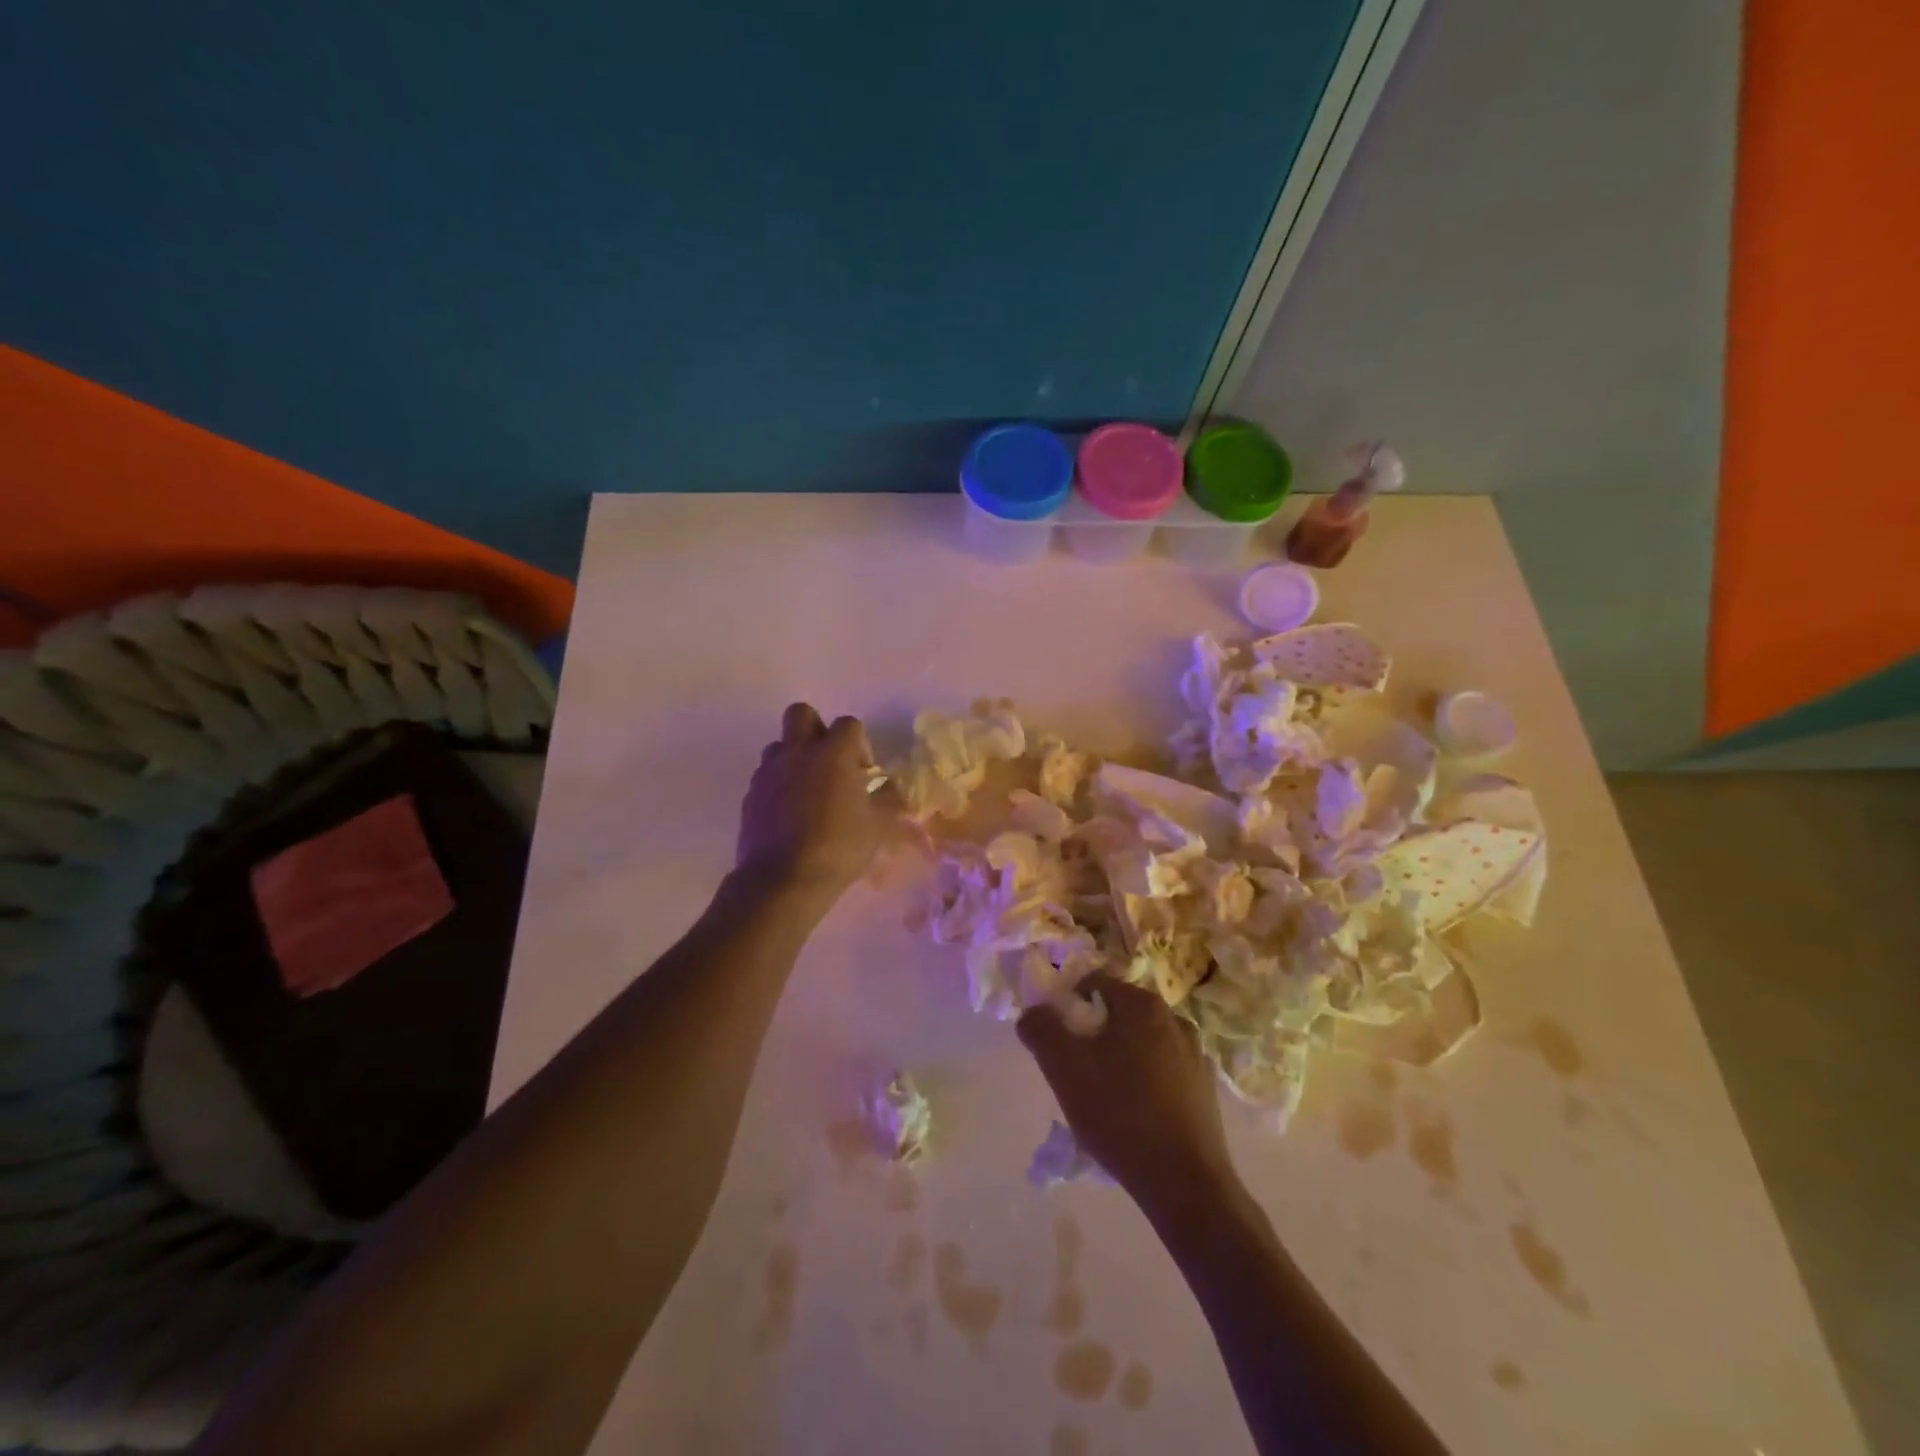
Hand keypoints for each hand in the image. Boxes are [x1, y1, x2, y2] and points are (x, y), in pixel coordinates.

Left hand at [736, 703, 898, 900]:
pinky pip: (765, 776)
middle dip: (817, 729)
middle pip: (801, 713)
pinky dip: (778, 785)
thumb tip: (892, 789)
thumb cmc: (838, 849)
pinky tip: (790, 813)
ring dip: (794, 757)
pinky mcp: (750, 795)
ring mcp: (769, 772)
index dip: (859, 744)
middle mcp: (798, 752)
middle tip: (829, 761)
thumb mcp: (877, 827)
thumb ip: (888, 801)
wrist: (782, 880)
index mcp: (833, 754)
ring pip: (779, 744)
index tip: (863, 773)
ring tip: (808, 789)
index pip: (849, 724)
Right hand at [1018, 974, 1240, 1219]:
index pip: (1094, 983)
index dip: (1069, 1006)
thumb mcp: (1064, 1068)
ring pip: (1143, 1043)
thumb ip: (1041, 1029)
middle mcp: (1174, 1018)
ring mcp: (1195, 1054)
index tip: (1059, 1040)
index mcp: (1142, 1004)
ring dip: (1122, 1058)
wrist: (1184, 1183)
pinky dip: (1148, 1082)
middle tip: (1078, 1071)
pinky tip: (1137, 1115)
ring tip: (1107, 1098)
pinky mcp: (1206, 1088)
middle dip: (1095, 1035)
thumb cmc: (1120, 1113)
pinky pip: (1165, 1071)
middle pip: (1120, 1013)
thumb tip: (1033, 1013)